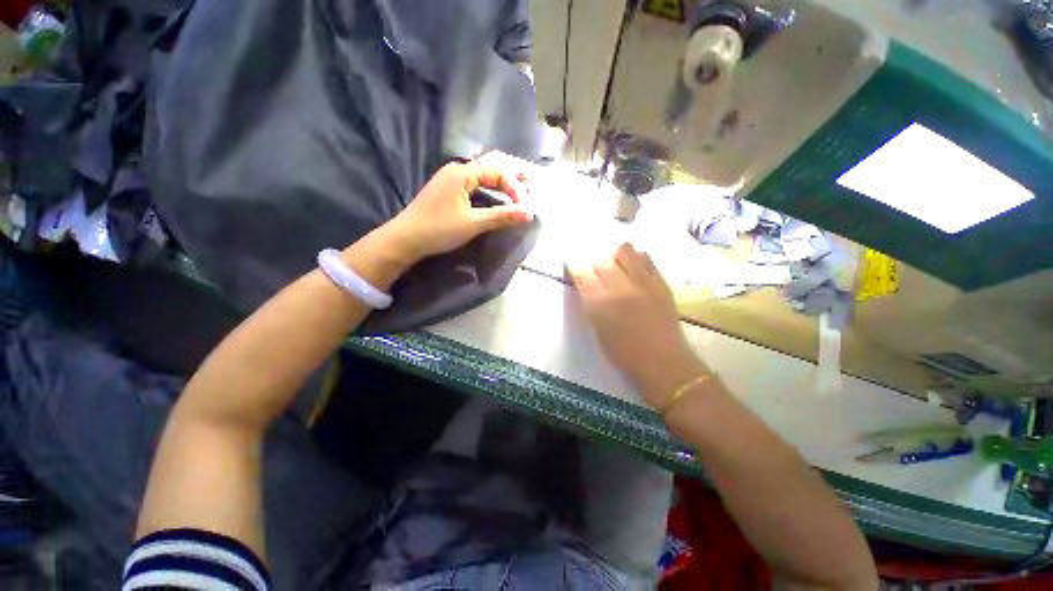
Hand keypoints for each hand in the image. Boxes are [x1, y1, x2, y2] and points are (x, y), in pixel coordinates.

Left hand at [382, 157, 533, 263]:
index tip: (524, 207)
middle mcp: (457, 170)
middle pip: (491, 167)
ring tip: (520, 188)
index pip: (497, 172)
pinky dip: (490, 188)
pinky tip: (497, 194)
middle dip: (512, 176)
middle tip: (532, 183)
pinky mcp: (448, 190)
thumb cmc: (439, 229)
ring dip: (501, 181)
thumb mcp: (473, 223)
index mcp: (462, 173)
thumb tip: (529, 213)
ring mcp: (451, 179)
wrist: (405, 239)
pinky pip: (475, 183)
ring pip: (482, 174)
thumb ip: (502, 216)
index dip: (514, 188)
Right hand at [569, 244, 707, 408]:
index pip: (582, 274)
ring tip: (616, 266)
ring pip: (625, 251)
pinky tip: (634, 269)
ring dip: (615, 255)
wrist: (664, 363)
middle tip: (596, 272)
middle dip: (594, 264)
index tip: (574, 266)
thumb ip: (591, 303)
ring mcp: (643, 283)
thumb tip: (588, 285)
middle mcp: (620, 288)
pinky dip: (636, 259)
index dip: (575, 267)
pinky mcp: (661, 283)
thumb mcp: (598, 329)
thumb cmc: (624, 354)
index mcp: (600, 304)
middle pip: (601, 260)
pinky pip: (646, 259)